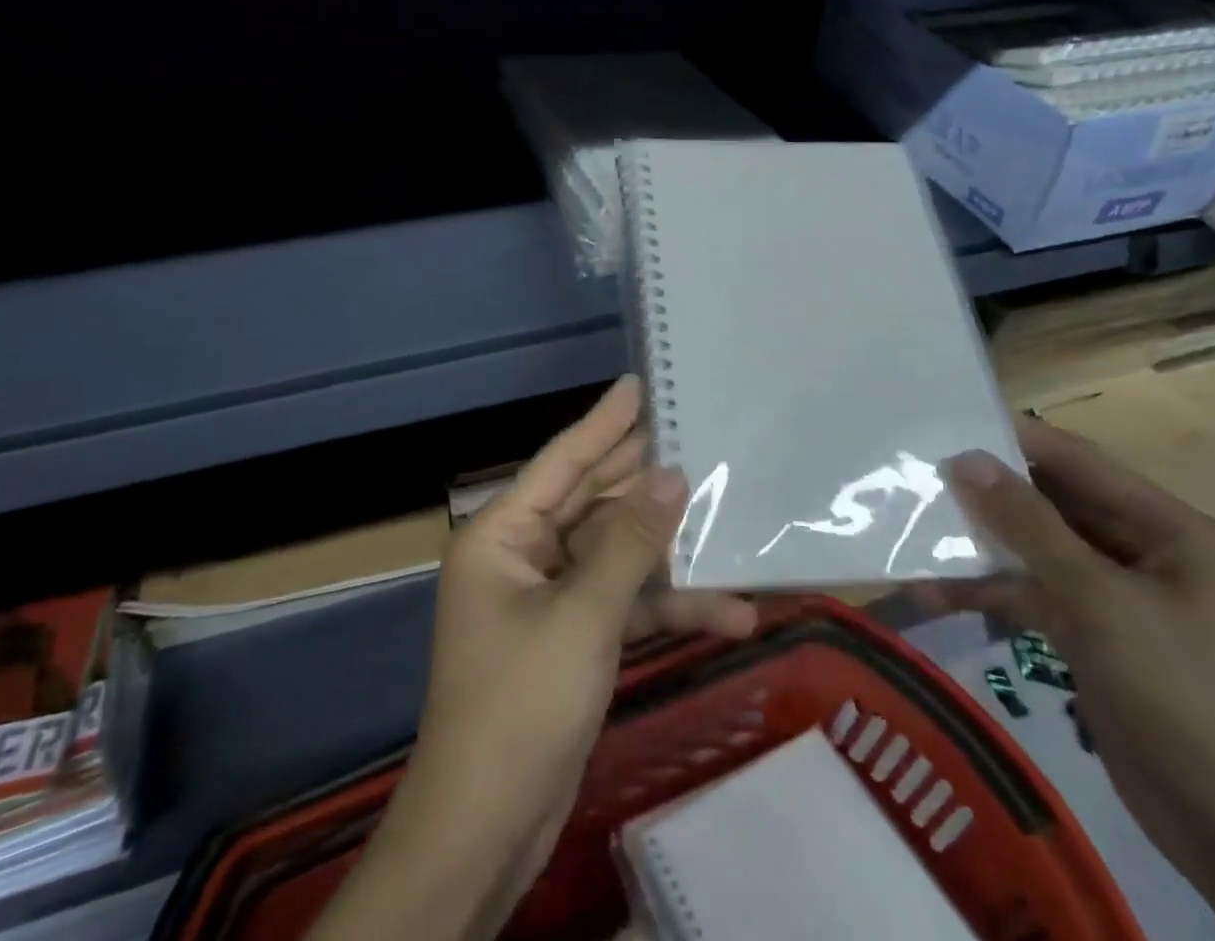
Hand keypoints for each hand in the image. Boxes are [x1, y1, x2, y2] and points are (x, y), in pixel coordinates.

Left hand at [311, 376, 754, 940]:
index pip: (562, 461)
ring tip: (728, 519)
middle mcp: (523, 555)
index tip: (638, 385)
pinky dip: (665, 606)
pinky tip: (728, 613)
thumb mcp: (583, 616)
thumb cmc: (521, 703)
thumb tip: (672, 476)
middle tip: (692, 435)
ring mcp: (548, 598)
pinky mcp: (572, 637)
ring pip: (615, 554)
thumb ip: (630, 543)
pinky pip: (622, 603)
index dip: (604, 422)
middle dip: (643, 479)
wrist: (487, 830)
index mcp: (503, 535)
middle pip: (592, 502)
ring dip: (668, 553)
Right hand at [918, 419, 1214, 940]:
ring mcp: (1115, 595)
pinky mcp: (1093, 635)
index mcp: (1166, 527)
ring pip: (1035, 550)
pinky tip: (934, 595)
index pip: (1077, 461)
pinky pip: (1033, 595)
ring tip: (913, 533)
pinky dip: (989, 593)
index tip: (944, 427)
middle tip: (917, 478)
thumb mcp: (1100, 601)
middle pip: (1051, 504)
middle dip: (987, 494)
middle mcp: (1142, 550)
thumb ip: (1029, 525)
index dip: (1012, 440)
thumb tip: (964, 459)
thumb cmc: (1181, 695)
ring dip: (981, 547)